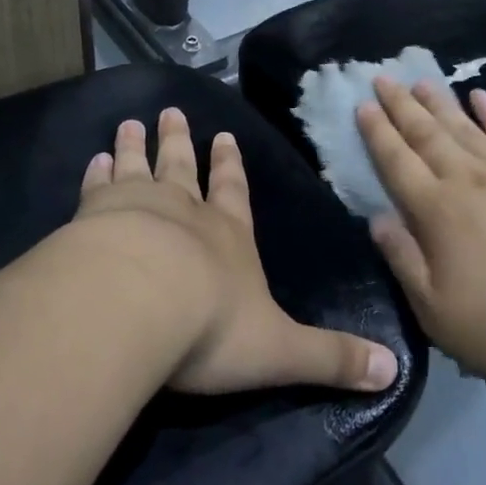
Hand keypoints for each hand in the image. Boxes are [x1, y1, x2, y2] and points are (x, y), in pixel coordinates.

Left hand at [75, 107, 399, 395]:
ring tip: (130, 123)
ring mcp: (137, 209)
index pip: (234, 194)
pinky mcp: (93, 219)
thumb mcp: (281, 349)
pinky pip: (96, 188)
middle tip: (170, 113)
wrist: (137, 306)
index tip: (223, 136)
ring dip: (135, 147)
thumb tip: (393, 371)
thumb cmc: (211, 326)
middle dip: (179, 143)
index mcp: (228, 237)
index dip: (230, 167)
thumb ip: (331, 358)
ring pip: (138, 168)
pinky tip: (92, 159)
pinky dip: (96, 174)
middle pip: (182, 169)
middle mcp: (184, 213)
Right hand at [355, 77, 485, 390]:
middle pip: (425, 134)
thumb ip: (403, 261)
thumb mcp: (438, 313)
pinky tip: (480, 96)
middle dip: (401, 105)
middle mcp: (466, 179)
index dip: (377, 133)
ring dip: (439, 101)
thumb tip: (375, 218)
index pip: (397, 162)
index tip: (362, 106)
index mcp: (436, 211)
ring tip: (420, 80)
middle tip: (382, 78)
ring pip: (463, 126)